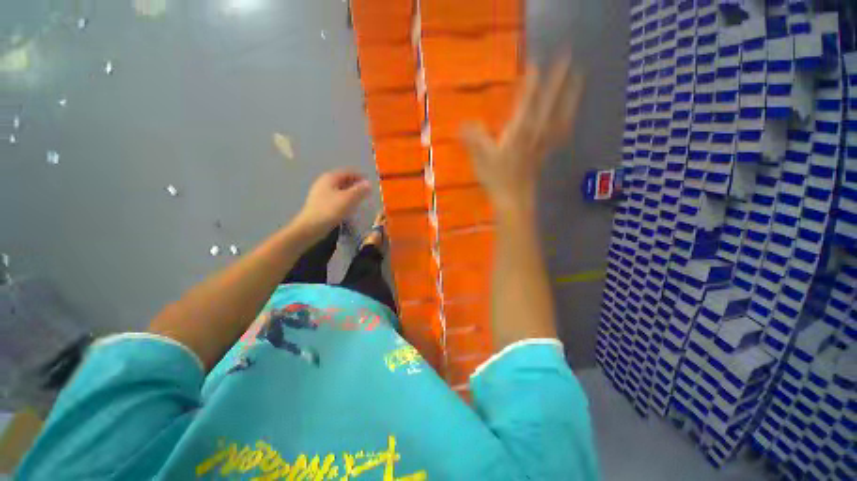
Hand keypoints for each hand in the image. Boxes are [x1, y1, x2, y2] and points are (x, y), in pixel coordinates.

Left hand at [295, 169, 370, 236]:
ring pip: (339, 189)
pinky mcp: (320, 203)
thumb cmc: (331, 210)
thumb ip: (360, 190)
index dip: (360, 176)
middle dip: (355, 184)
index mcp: (330, 177)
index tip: (370, 182)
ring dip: (350, 192)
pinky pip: (335, 197)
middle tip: (366, 191)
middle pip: (343, 180)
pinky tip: (349, 206)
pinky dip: (344, 199)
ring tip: (360, 199)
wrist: (311, 226)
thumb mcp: (349, 198)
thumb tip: (369, 183)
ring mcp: (320, 193)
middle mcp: (324, 182)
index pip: (348, 172)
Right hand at [461, 58, 583, 213]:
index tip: (536, 62)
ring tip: (580, 79)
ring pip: (561, 115)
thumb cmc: (496, 178)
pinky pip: (560, 133)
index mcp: (519, 130)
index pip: (527, 101)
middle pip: (549, 102)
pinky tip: (569, 116)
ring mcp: (543, 143)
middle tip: (569, 57)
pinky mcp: (545, 153)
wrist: (512, 199)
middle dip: (558, 79)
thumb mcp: (480, 157)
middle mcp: (535, 132)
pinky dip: (567, 121)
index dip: (531, 81)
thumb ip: (473, 138)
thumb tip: (463, 123)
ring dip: (571, 96)